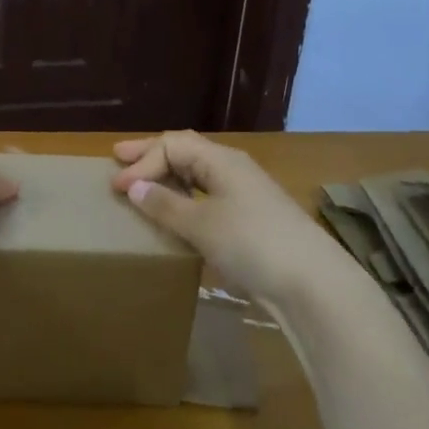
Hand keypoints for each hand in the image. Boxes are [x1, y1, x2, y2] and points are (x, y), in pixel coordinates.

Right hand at [111, 131, 355, 311]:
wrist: (311, 282)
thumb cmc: (251, 243)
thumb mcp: (202, 224)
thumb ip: (165, 204)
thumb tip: (134, 187)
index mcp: (221, 160)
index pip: (173, 146)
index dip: (142, 161)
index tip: (117, 187)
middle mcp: (233, 169)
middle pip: (186, 152)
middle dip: (152, 155)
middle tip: (119, 157)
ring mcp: (245, 194)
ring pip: (198, 175)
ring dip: (168, 177)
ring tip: (143, 184)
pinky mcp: (250, 220)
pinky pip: (208, 197)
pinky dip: (185, 199)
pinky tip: (175, 213)